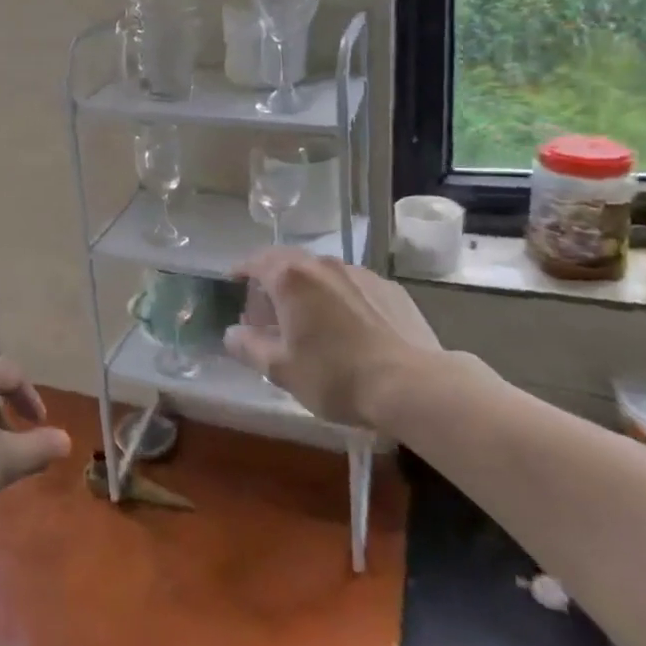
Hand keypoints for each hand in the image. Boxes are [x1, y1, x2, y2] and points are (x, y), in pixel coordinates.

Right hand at [225, 251, 442, 427]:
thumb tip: (231, 333)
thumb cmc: (336, 376)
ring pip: (322, 274)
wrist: (414, 385)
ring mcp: (360, 274)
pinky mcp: (389, 288)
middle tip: (267, 310)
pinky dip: (339, 298)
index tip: (233, 282)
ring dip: (308, 289)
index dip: (241, 270)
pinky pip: (352, 286)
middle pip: (288, 262)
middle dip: (273, 280)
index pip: (256, 260)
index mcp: (291, 278)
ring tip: (309, 320)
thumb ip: (249, 347)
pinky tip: (347, 328)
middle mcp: (323, 265)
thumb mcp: (282, 370)